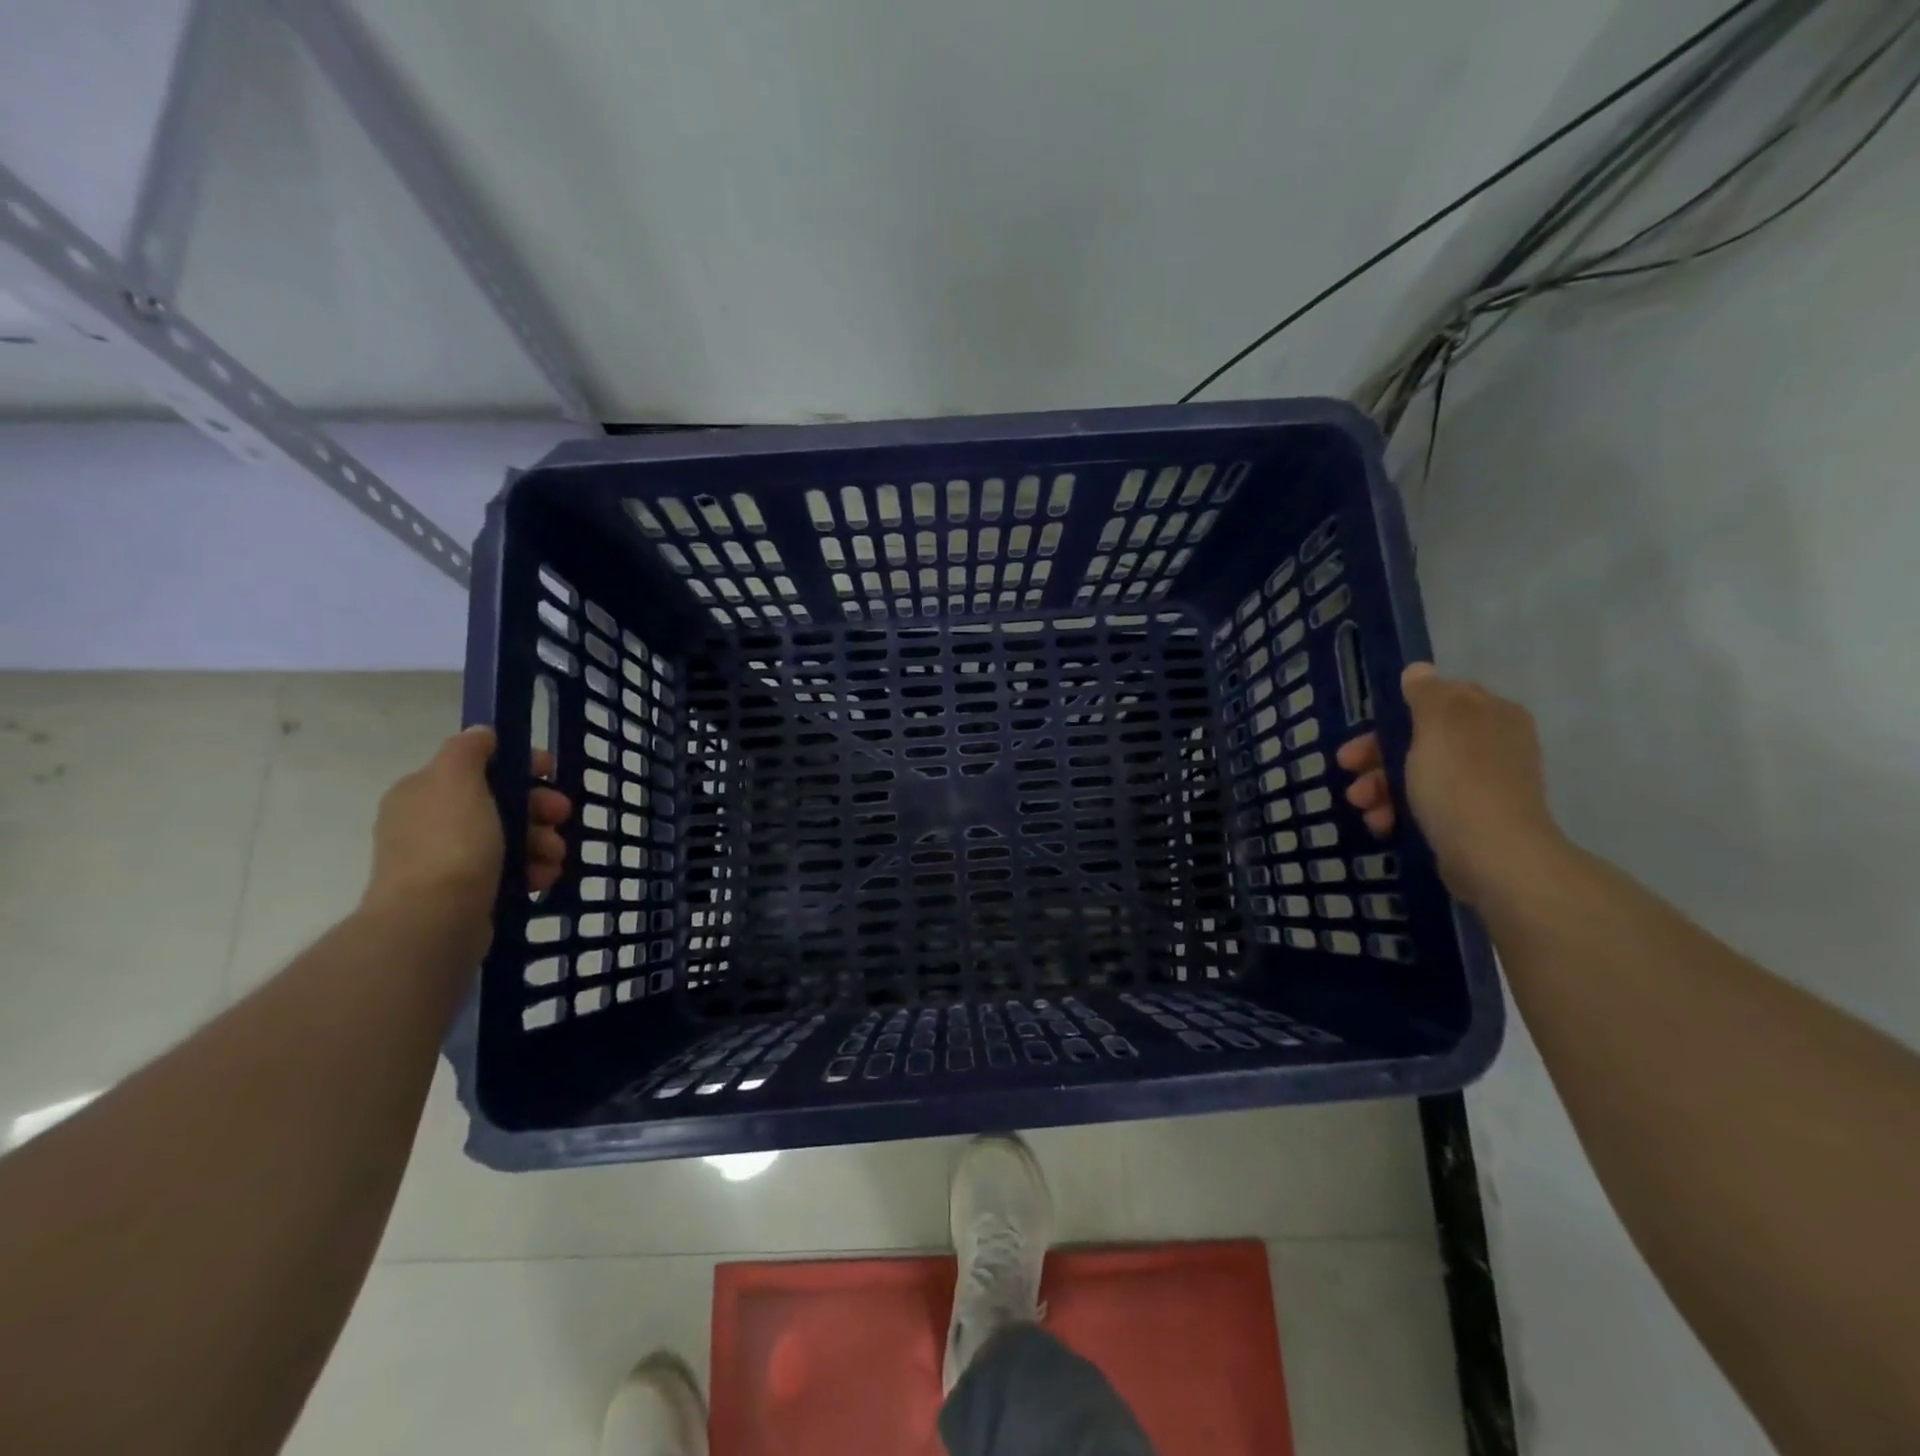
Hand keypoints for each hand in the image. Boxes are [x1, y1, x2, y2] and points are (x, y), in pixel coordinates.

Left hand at [362, 728, 570, 955]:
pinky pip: (508, 872)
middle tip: (563, 817)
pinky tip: (542, 879)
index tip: (552, 773)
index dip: (520, 764)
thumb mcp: (457, 780)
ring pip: (510, 839)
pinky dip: (531, 871)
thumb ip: (469, 749)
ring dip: (542, 842)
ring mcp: (446, 861)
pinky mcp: (465, 894)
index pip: (479, 765)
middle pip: (500, 803)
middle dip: (539, 808)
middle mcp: (430, 823)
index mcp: (424, 791)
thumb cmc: (451, 843)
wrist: (434, 921)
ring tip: (555, 858)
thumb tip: (481, 733)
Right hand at [1337, 663, 1565, 905]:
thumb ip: (1426, 693)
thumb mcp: (1437, 724)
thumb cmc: (1459, 781)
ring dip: (1381, 786)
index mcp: (1490, 714)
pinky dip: (1399, 811)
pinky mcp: (1472, 820)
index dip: (1395, 713)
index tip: (1364, 730)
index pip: (1438, 699)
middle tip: (1347, 767)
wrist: (1493, 856)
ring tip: (1361, 805)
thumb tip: (1420, 671)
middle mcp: (1493, 744)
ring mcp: (1485, 784)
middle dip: (1378, 755)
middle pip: (1421, 738)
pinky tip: (1382, 824)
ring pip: (1418, 774)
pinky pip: (1426, 806)